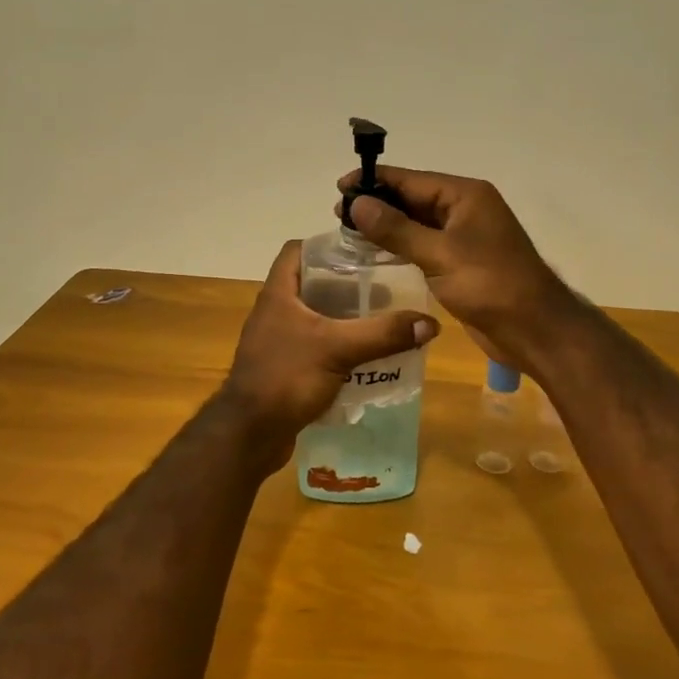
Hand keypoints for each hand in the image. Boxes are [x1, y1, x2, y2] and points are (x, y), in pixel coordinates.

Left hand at [221, 240, 440, 472]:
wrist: (249, 435)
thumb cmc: (286, 377)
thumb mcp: (339, 349)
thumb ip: (383, 334)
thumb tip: (430, 323)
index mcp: (278, 294)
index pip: (297, 250)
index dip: (326, 244)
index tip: (361, 250)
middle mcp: (274, 312)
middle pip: (312, 284)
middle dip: (347, 284)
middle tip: (383, 287)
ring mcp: (277, 342)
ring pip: (315, 318)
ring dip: (344, 318)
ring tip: (382, 320)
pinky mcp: (284, 368)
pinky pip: (315, 347)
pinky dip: (338, 347)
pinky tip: (365, 357)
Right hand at [337, 167, 576, 376]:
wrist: (534, 330)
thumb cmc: (489, 285)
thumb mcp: (439, 254)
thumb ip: (396, 229)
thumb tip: (358, 203)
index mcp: (465, 195)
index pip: (411, 179)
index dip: (375, 181)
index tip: (340, 186)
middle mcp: (465, 210)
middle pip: (413, 198)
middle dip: (378, 204)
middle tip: (337, 214)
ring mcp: (464, 237)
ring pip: (417, 224)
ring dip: (386, 226)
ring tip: (349, 232)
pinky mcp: (461, 263)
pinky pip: (424, 246)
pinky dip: (400, 247)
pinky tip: (375, 254)